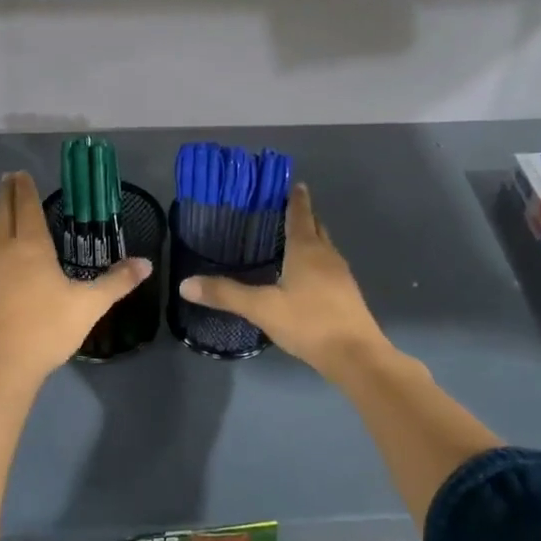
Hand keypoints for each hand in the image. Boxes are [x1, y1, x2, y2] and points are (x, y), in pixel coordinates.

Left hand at [0, 172, 151, 384]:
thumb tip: (145, 263)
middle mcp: (4, 251)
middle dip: (6, 195)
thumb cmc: (47, 329)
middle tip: (7, 179)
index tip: (21, 174)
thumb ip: (116, 282)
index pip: (27, 208)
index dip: (25, 190)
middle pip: (2, 214)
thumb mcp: (89, 305)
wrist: (0, 366)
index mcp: (31, 247)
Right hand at [180, 183, 389, 380]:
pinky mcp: (347, 295)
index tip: (292, 183)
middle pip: (316, 227)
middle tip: (284, 209)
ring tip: (290, 240)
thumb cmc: (309, 322)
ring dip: (310, 239)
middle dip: (303, 216)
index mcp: (306, 250)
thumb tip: (185, 284)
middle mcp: (327, 256)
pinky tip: (303, 276)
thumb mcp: (262, 308)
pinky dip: (315, 261)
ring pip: (324, 247)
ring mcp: (341, 275)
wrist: (356, 356)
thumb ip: (225, 294)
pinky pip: (328, 267)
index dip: (296, 199)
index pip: (300, 215)